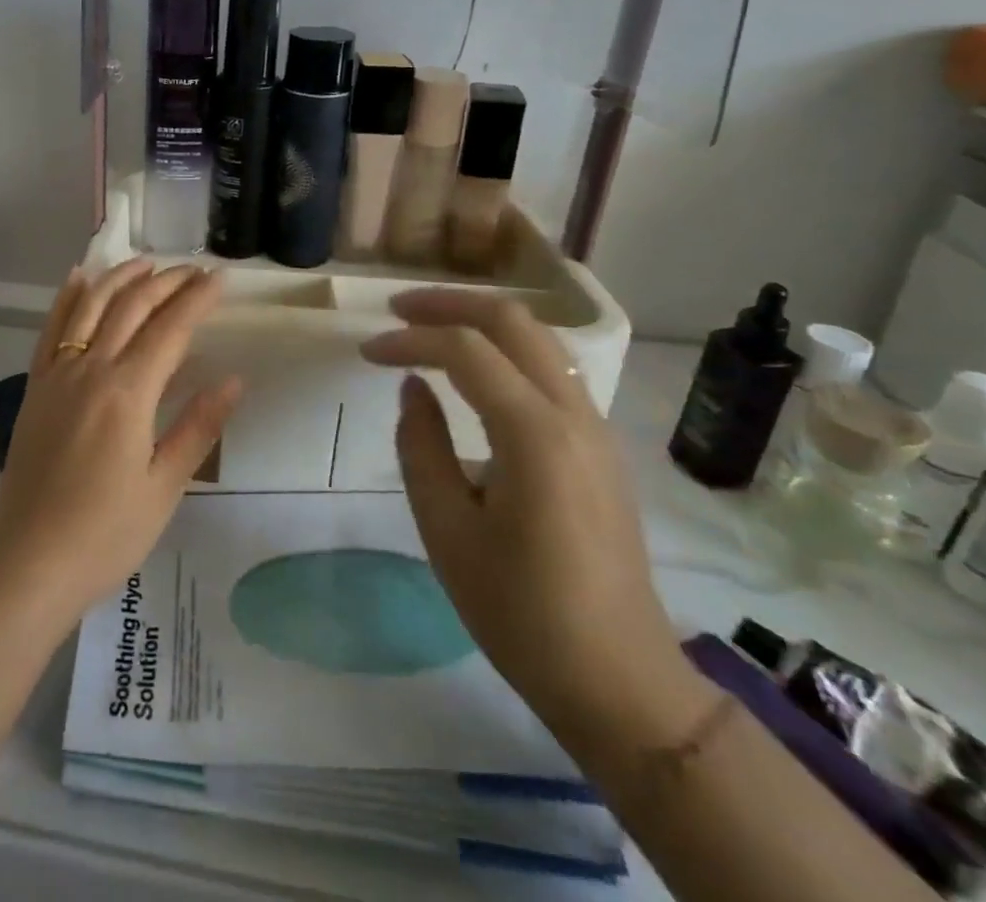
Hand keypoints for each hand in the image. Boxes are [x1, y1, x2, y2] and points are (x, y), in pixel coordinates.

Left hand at [0, 259, 242, 623]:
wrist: (28, 561)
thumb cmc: (105, 533)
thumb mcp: (164, 487)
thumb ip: (198, 427)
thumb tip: (233, 380)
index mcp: (128, 392)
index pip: (170, 329)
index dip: (197, 299)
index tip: (219, 278)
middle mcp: (90, 369)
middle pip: (131, 308)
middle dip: (165, 283)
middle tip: (193, 271)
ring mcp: (57, 375)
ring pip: (89, 307)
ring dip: (118, 279)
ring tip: (145, 264)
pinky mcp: (36, 387)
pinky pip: (51, 329)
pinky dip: (67, 298)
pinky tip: (78, 278)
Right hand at [361, 290, 688, 733]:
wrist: (620, 681)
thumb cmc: (520, 611)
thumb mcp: (446, 530)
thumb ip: (420, 446)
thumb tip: (415, 387)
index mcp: (534, 435)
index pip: (464, 350)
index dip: (408, 339)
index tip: (366, 352)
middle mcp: (574, 415)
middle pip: (513, 320)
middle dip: (450, 303)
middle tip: (397, 309)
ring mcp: (596, 428)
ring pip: (539, 338)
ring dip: (480, 321)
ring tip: (428, 327)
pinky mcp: (600, 447)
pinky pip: (551, 370)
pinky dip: (505, 350)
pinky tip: (473, 371)